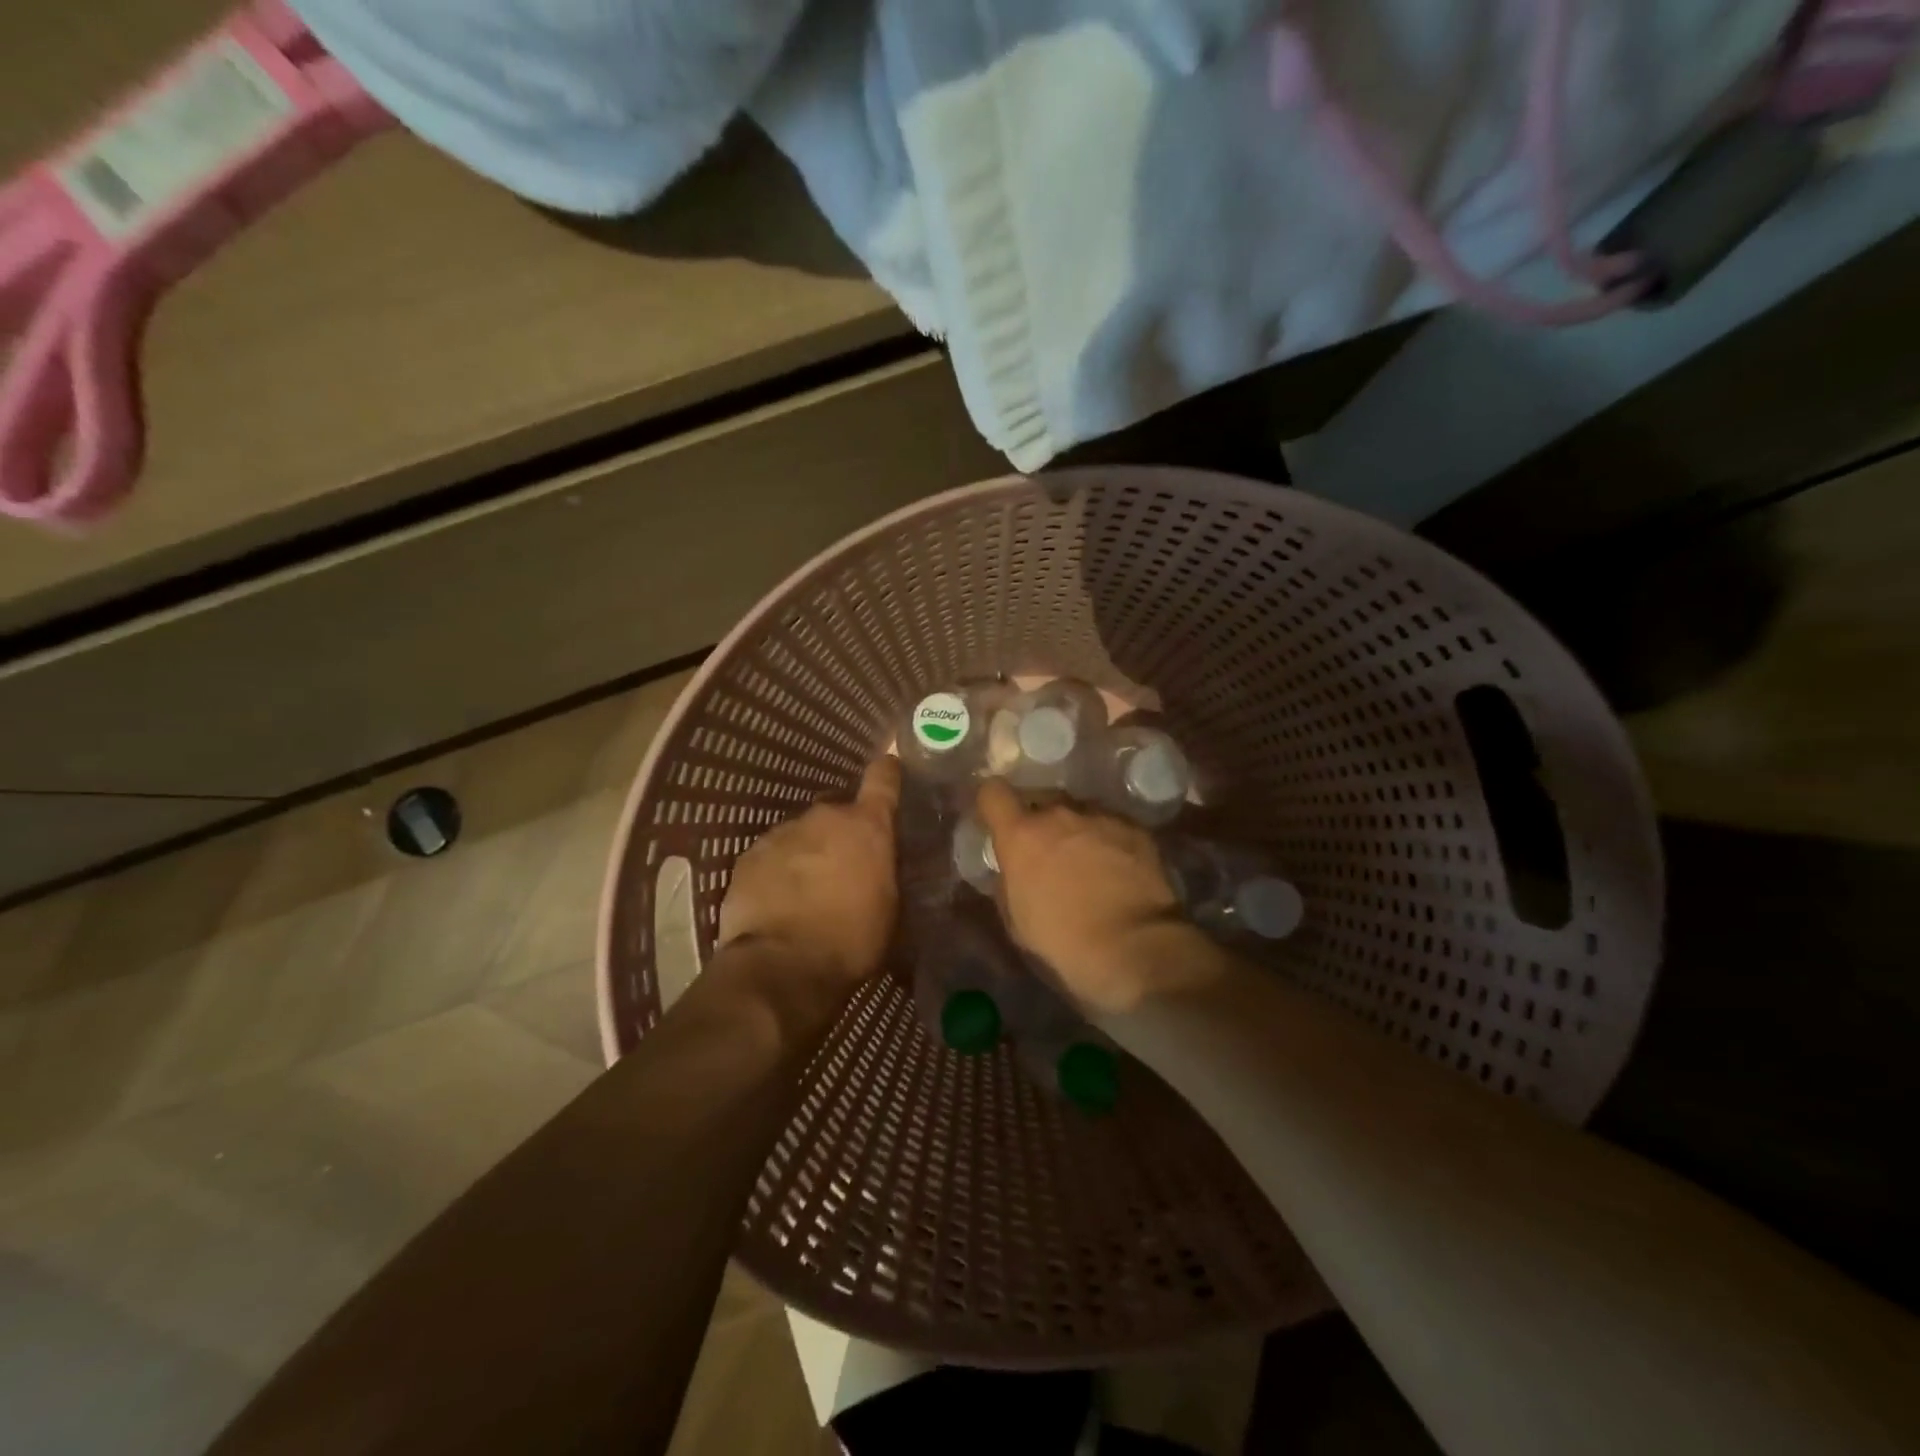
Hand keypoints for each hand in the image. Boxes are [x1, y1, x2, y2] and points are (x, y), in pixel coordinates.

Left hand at [718, 756, 901, 987]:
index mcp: (867, 826)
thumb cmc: (851, 940)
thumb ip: (884, 871)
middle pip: (836, 812)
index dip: (887, 773)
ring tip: (805, 890)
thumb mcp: (889, 908)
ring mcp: (781, 833)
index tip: (889, 771)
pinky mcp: (748, 856)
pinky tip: (777, 901)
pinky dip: (776, 871)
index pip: (883, 778)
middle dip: (840, 833)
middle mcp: (824, 817)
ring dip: (806, 853)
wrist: (782, 966)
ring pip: (800, 835)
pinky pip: (770, 856)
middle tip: (842, 866)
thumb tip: (880, 864)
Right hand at [976, 779, 1212, 1013]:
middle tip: (1048, 852)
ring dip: (1077, 831)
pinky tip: (1119, 869)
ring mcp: (1100, 816)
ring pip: (1079, 813)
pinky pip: (1112, 826)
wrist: (1133, 946)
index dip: (994, 804)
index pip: (993, 793)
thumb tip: (1013, 868)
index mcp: (1021, 835)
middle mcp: (1059, 814)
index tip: (999, 820)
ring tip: (1089, 863)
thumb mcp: (1017, 918)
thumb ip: (1009, 881)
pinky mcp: (1135, 828)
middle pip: (1041, 800)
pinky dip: (1110, 841)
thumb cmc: (1064, 940)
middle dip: (1041, 822)